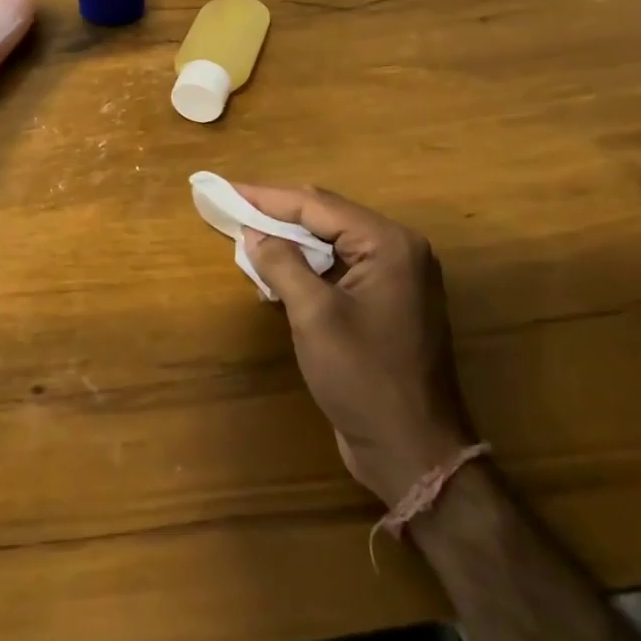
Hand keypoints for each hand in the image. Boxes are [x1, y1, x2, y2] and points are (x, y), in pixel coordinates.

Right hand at [238, 186, 475, 507]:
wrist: (413, 450)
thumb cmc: (364, 378)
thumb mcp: (314, 316)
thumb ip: (282, 264)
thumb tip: (253, 232)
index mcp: (389, 244)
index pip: (318, 206)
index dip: (268, 198)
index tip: (227, 190)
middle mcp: (398, 251)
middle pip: (327, 218)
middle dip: (278, 215)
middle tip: (233, 208)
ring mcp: (396, 278)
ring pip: (332, 243)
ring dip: (291, 243)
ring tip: (248, 239)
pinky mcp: (386, 303)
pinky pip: (340, 269)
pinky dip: (308, 268)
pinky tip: (277, 275)